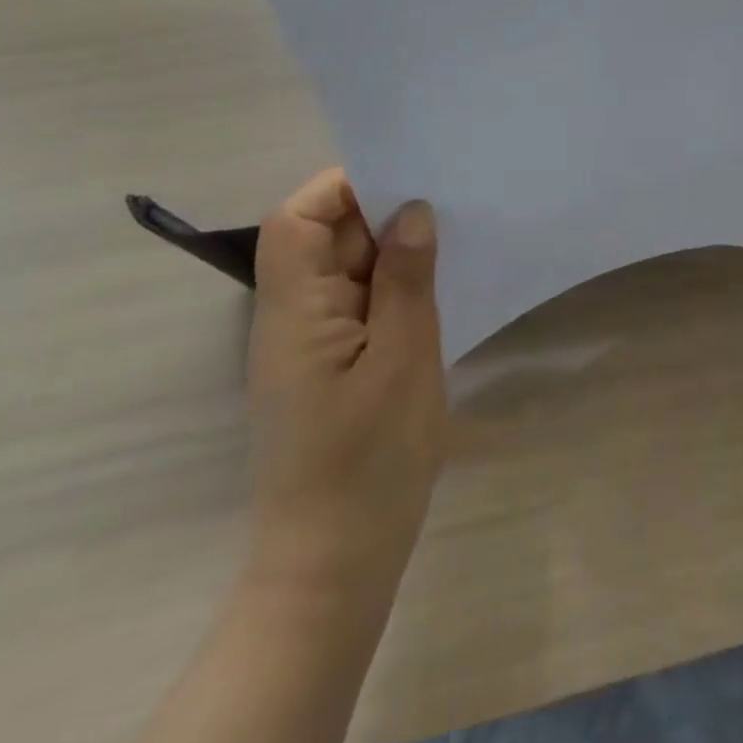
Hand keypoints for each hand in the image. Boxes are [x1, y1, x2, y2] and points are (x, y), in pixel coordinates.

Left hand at [245, 169, 445, 607]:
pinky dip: (395, 284)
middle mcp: (291, 317)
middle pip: (322, 238)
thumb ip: (406, 278)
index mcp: (295, 310)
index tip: (406, 179)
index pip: (297, 221)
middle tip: (447, 202)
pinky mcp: (331, 363)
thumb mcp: (404, 358)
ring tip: (451, 237)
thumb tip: (413, 210)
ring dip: (393, 249)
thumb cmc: (370, 459)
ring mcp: (310, 343)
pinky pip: (359, 301)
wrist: (336, 563)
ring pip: (345, 268)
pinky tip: (437, 286)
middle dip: (380, 212)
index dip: (343, 188)